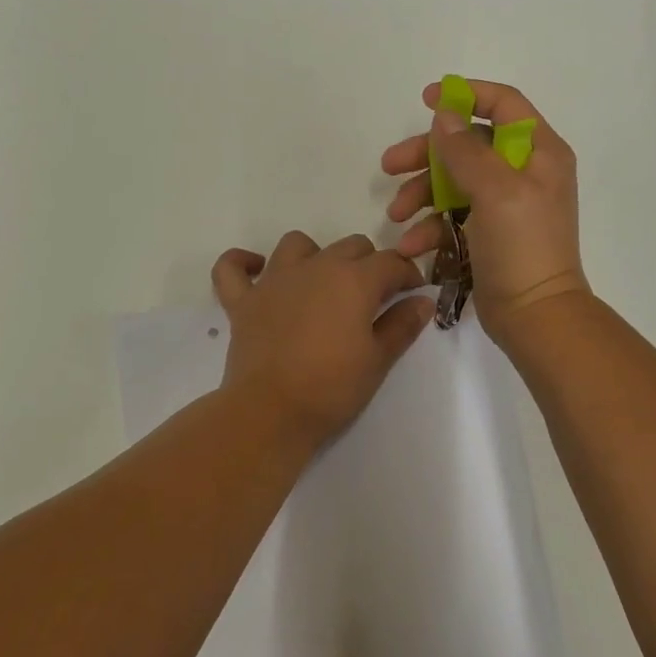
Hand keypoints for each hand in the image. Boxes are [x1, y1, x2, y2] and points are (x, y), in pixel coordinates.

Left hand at [211, 231, 434, 445]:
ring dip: (315, 256)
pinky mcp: (243, 300)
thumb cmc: (331, 388)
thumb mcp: (377, 360)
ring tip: (322, 283)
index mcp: (353, 280)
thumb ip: (402, 325)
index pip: (391, 263)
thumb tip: (423, 301)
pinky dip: (243, 263)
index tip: (414, 293)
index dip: (408, 275)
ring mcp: (274, 280)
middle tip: (374, 297)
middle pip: (351, 246)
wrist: (270, 412)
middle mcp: (315, 267)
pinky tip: (257, 270)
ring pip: (298, 244)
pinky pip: (232, 267)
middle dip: (369, 264)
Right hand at [382, 78, 589, 342]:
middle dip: (427, 155)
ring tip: (395, 216)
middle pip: (468, 145)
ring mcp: (505, 204)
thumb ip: (466, 150)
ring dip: (421, 194)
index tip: (426, 99)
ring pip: (454, 181)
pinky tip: (411, 244)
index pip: (504, 104)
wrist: (535, 316)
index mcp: (539, 152)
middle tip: (389, 165)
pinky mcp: (488, 233)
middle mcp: (524, 172)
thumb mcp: (495, 191)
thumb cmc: (522, 246)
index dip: (466, 95)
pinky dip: (430, 226)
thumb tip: (445, 115)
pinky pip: (453, 216)